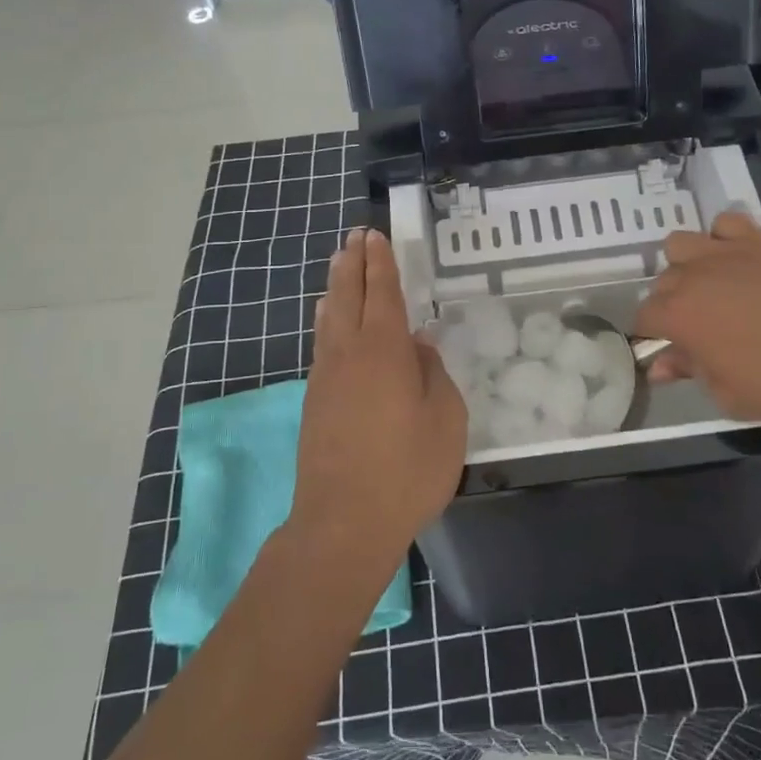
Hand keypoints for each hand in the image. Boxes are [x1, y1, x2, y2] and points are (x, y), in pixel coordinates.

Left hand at [292, 229, 466, 558]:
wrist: (344, 522)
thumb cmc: (407, 469)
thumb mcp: (445, 419)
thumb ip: (433, 373)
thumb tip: (416, 346)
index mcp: (384, 350)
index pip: (382, 293)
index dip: (381, 264)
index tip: (375, 237)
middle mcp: (349, 353)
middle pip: (348, 296)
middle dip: (353, 264)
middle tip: (354, 237)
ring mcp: (326, 377)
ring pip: (329, 318)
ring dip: (335, 287)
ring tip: (339, 265)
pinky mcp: (315, 401)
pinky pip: (322, 342)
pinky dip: (326, 319)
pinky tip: (327, 319)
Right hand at [633, 210, 760, 424]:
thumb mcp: (729, 393)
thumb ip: (689, 371)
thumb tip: (660, 365)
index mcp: (681, 316)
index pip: (643, 318)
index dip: (651, 336)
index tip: (668, 351)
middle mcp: (695, 275)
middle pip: (662, 282)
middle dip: (669, 305)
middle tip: (697, 329)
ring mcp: (728, 252)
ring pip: (681, 244)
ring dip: (686, 266)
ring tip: (710, 288)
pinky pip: (726, 224)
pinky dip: (723, 239)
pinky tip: (739, 262)